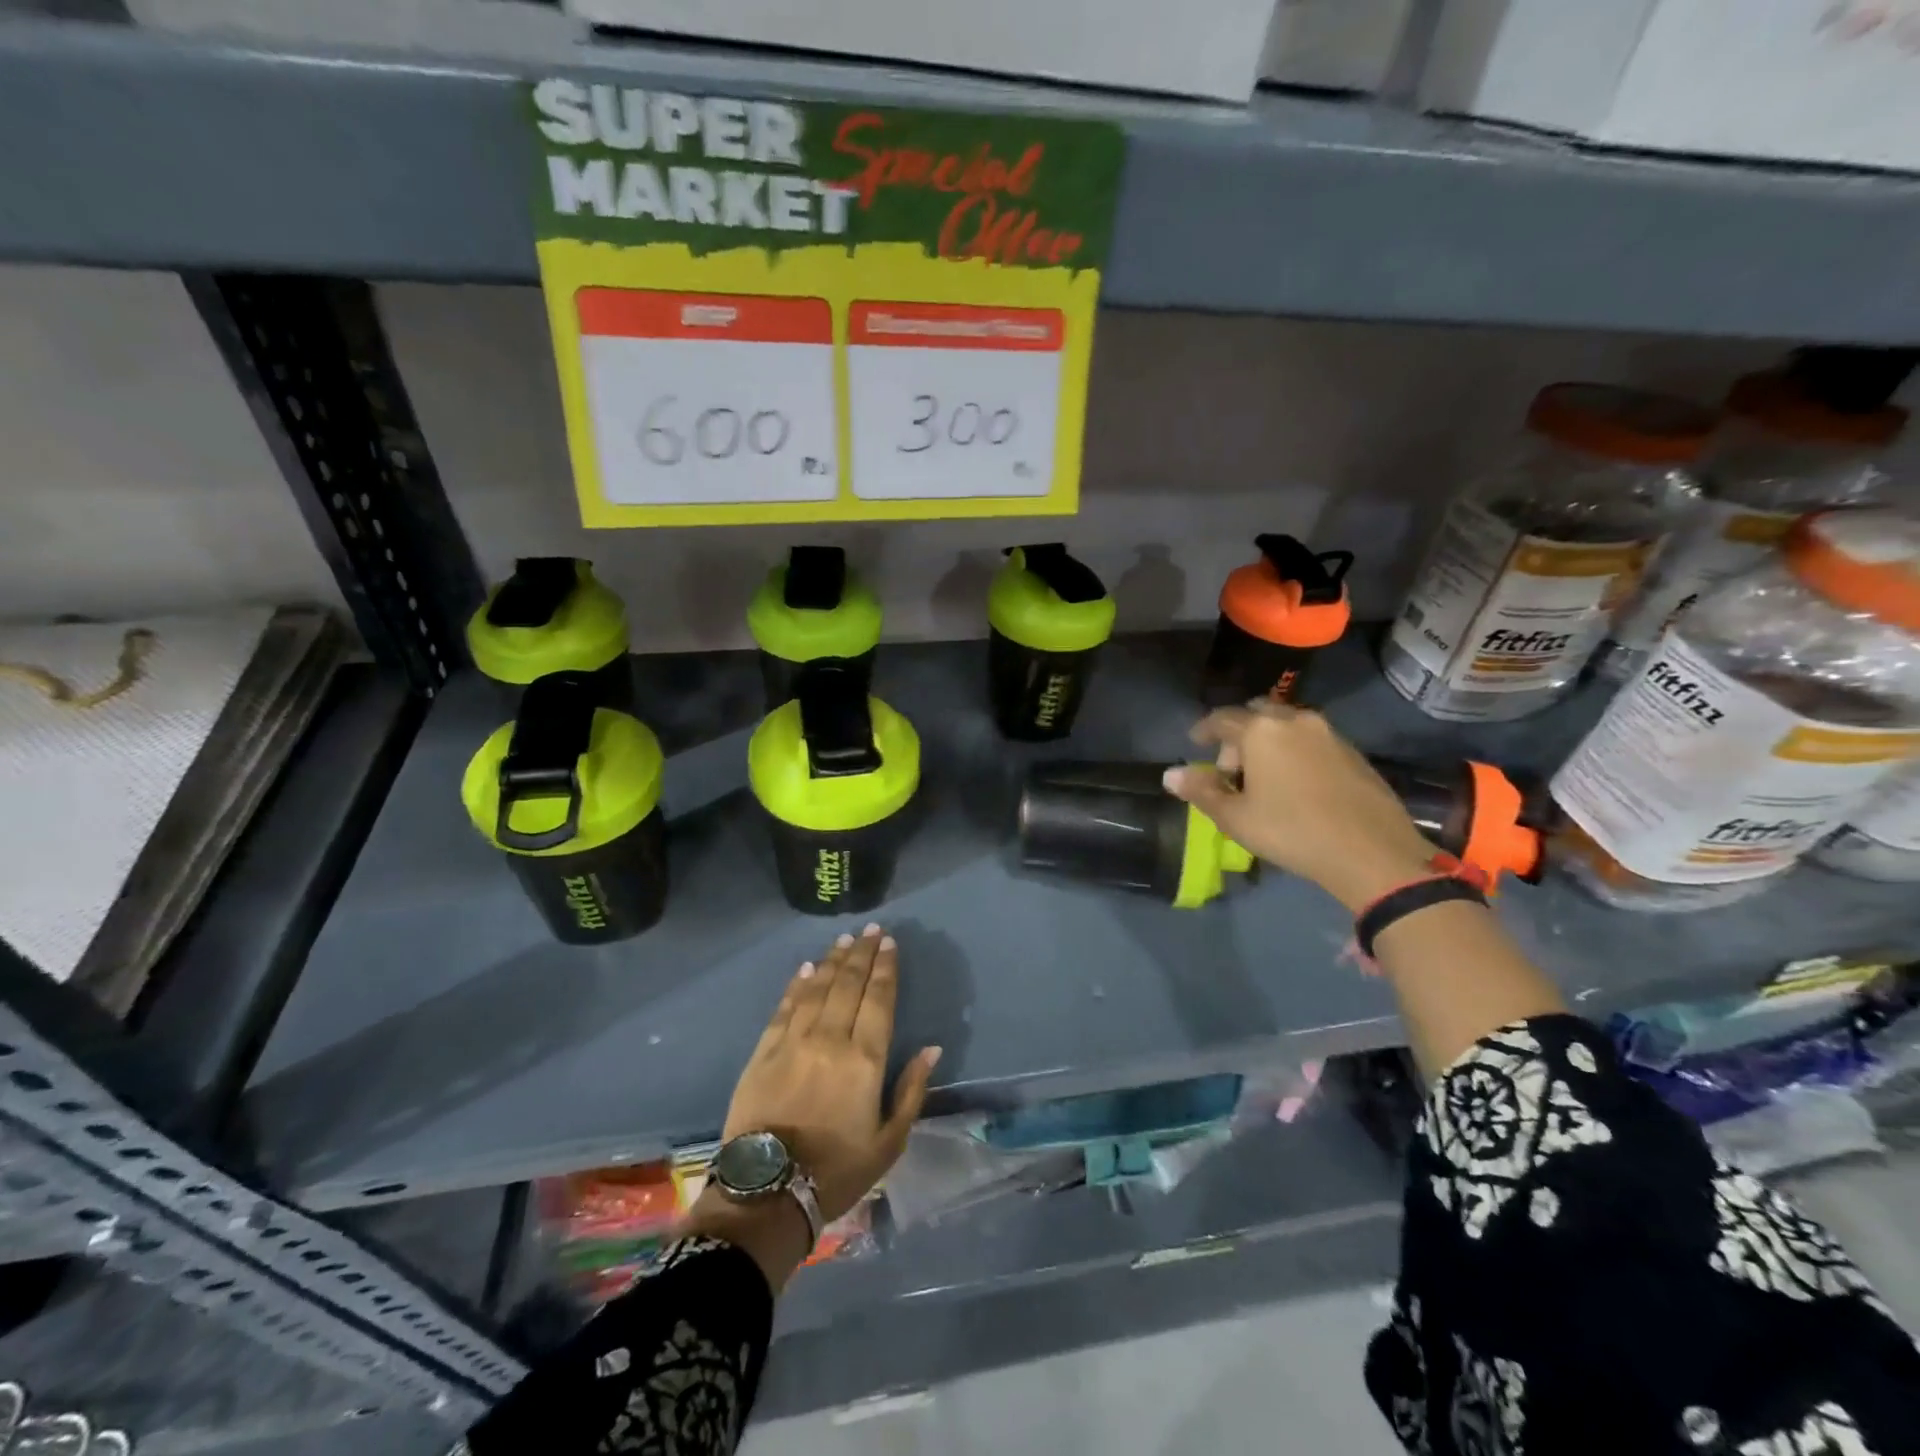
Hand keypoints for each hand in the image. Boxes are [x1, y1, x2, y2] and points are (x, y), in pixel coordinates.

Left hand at [687, 924, 939, 1290]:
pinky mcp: (764, 1051)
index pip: (879, 999)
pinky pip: (785, 1007)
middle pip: (849, 984)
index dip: (885, 968)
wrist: (767, 1193)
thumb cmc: (837, 1170)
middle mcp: (831, 1039)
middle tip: (871, 929)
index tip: (890, 943)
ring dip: (834, 961)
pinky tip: (807, 968)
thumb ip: (911, 1090)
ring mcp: (794, 1041)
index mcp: (865, 1059)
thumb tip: (931, 1049)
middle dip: (862, 953)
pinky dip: (798, 984)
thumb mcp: (889, 1142)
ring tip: (844, 940)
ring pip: (818, 988)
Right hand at [1162, 702, 1436, 913]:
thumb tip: (1171, 774)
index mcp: (1260, 731)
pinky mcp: (1353, 751)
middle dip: (1238, 734)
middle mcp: (1294, 720)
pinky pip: (1310, 740)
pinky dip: (1294, 751)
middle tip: (1231, 768)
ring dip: (1268, 742)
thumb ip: (1202, 791)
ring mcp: (1328, 733)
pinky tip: (1295, 784)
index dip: (1204, 730)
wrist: (1372, 852)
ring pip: (1286, 725)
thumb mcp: (1236, 818)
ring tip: (1263, 778)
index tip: (1194, 743)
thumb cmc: (1291, 831)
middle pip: (1256, 714)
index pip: (1221, 718)